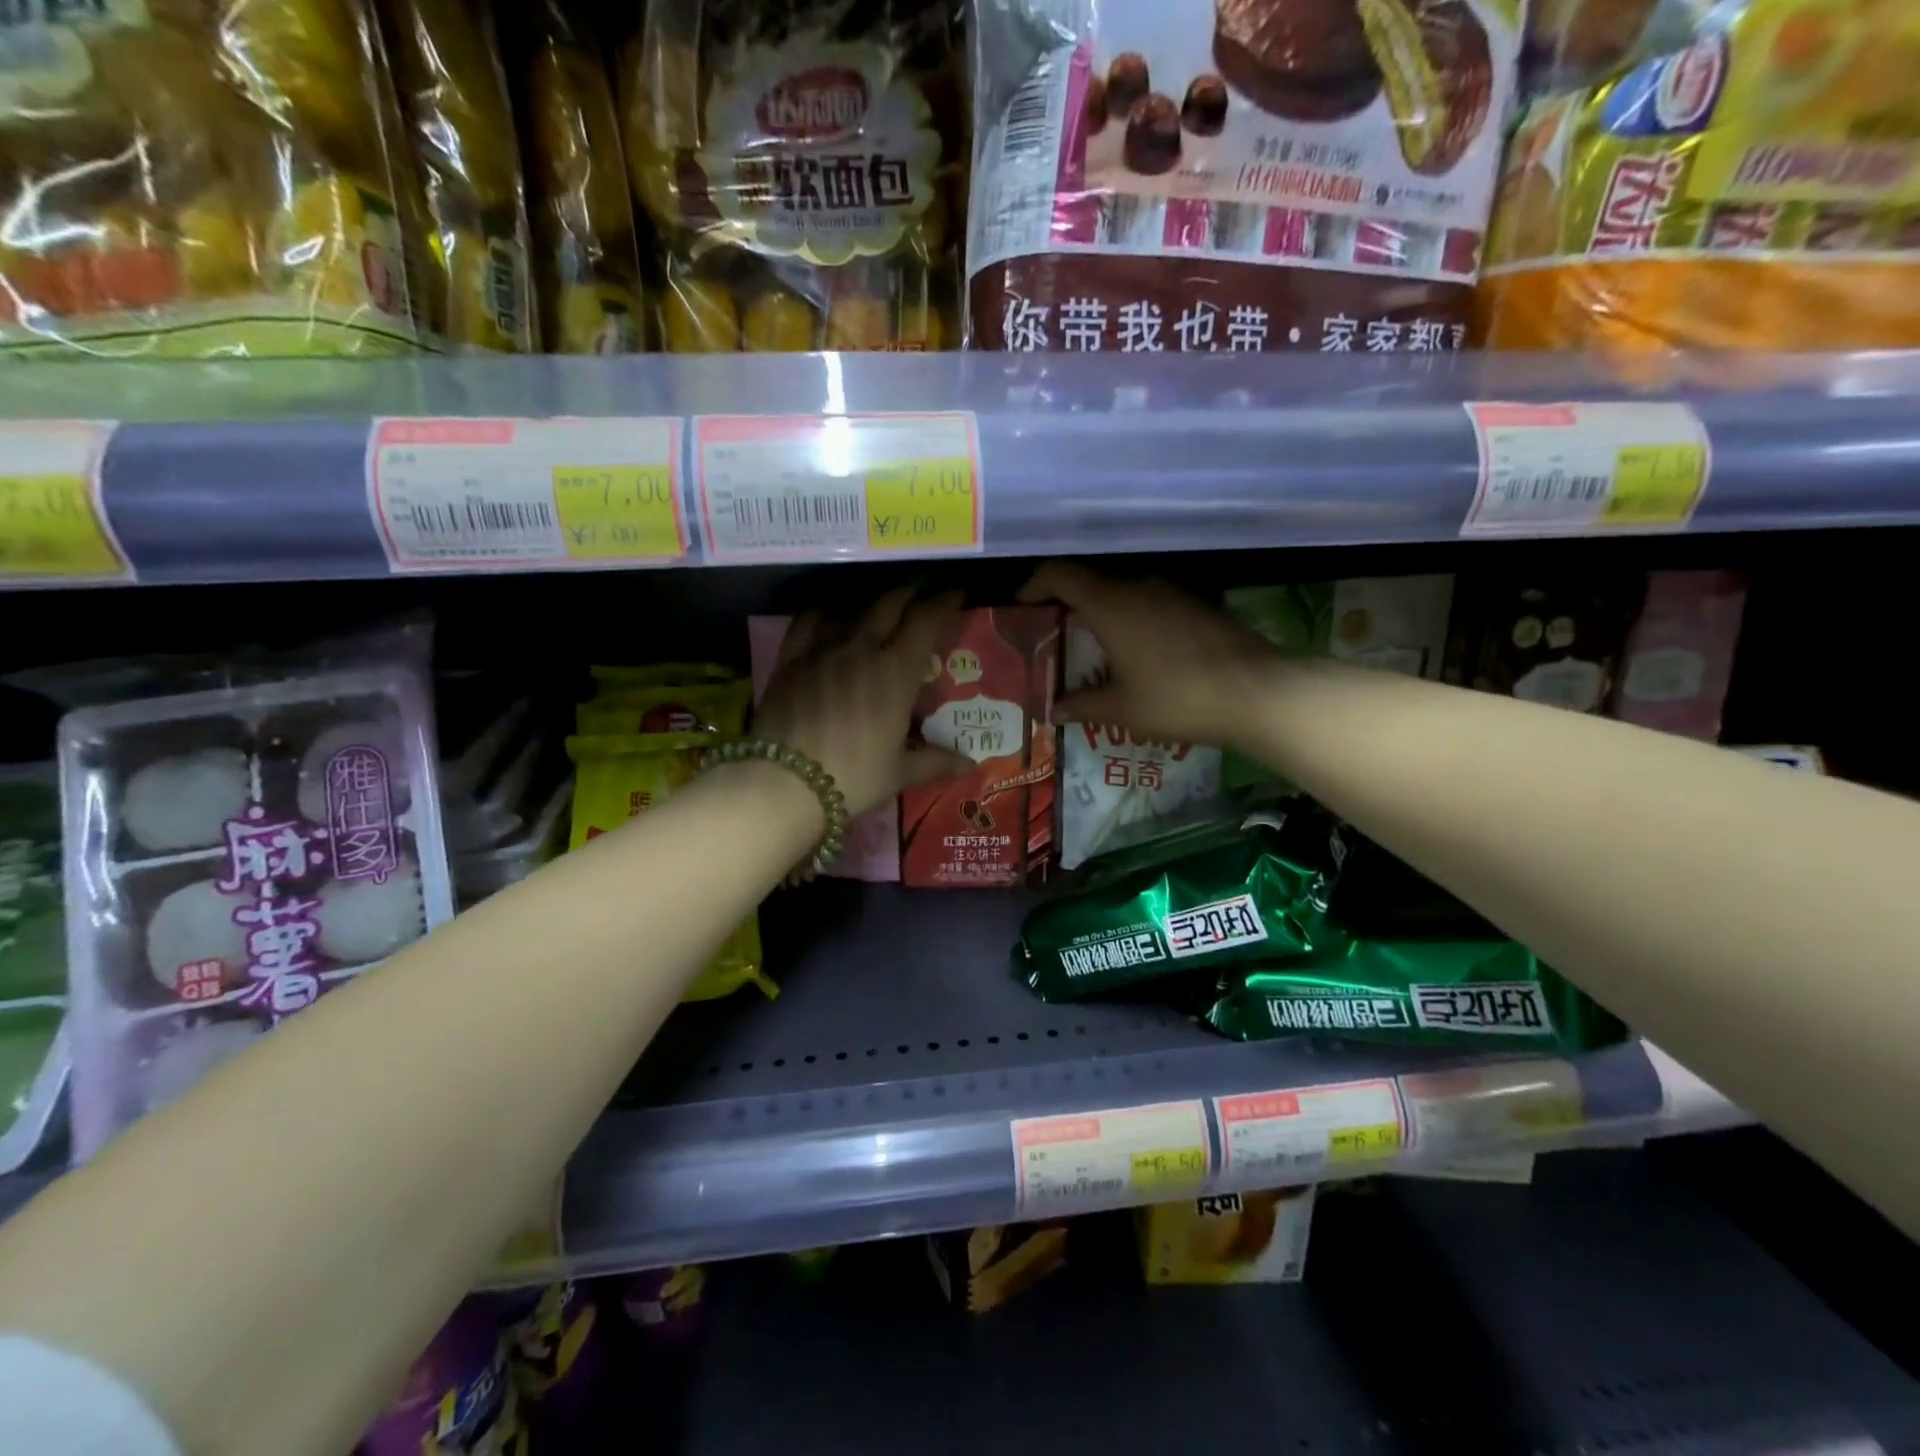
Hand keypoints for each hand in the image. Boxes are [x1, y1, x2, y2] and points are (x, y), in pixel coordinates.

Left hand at [755, 587, 970, 817]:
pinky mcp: (790, 658)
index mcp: (895, 672)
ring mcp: (822, 649)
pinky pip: (809, 620)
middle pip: (890, 604)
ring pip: (852, 608)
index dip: (945, 602)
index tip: (957, 592)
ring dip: (872, 599)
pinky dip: (826, 610)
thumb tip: (969, 763)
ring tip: (882, 601)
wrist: (783, 783)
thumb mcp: (899, 773)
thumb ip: (935, 761)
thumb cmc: (851, 778)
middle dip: (911, 592)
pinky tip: (831, 612)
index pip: (926, 621)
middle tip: (923, 591)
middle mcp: (861, 649)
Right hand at [1018, 561, 1278, 748]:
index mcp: (1111, 603)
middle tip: (1052, 627)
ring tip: (1091, 638)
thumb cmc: (1178, 698)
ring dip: (1101, 605)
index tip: (1022, 604)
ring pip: (1123, 586)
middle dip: (1065, 598)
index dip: (1035, 584)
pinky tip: (1135, 644)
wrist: (1257, 692)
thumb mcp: (1122, 710)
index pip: (1060, 574)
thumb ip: (1082, 705)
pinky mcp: (1198, 600)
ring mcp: (1173, 589)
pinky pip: (1150, 597)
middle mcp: (1139, 584)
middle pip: (1090, 577)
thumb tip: (1053, 710)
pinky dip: (1131, 612)